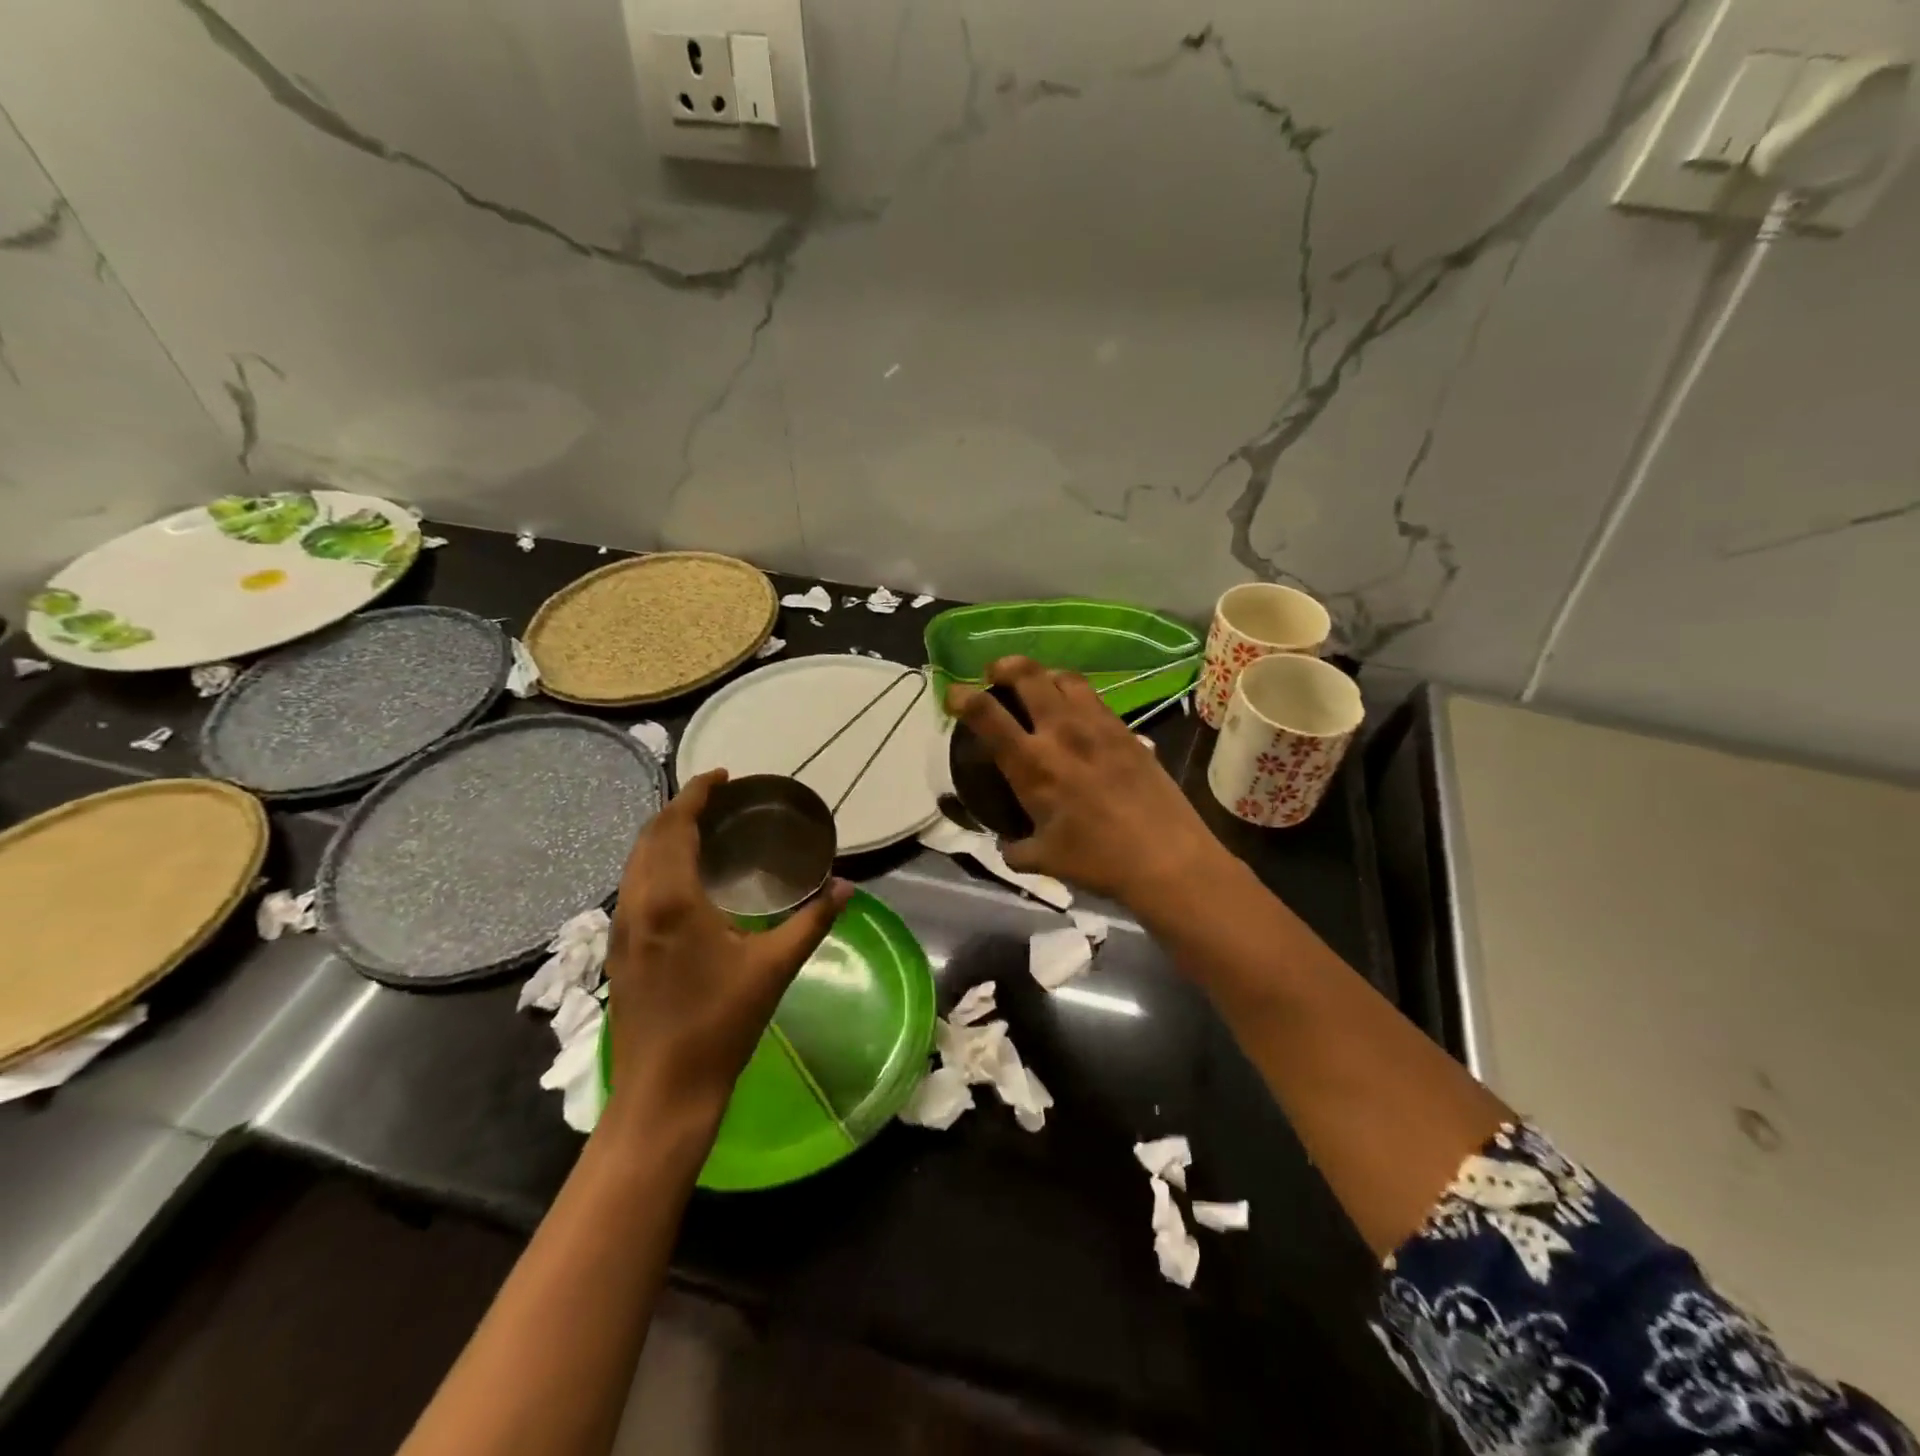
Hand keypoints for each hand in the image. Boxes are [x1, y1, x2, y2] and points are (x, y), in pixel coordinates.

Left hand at [604, 769, 848, 1122]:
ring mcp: (621, 929)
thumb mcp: (775, 967)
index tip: (722, 775)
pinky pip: (630, 886)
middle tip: (716, 798)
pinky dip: (652, 862)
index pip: (676, 826)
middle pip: (649, 836)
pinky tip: (680, 878)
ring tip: (699, 828)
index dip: (696, 794)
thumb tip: (845, 887)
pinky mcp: (618, 950)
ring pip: (633, 861)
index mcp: (673, 900)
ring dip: (661, 834)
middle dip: (678, 808)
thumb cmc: (722, 1024)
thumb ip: (812, 921)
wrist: (664, 1091)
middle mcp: (638, 904)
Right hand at [947, 657, 1227, 909]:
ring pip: (1067, 678)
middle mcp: (1062, 732)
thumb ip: (1016, 849)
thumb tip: (1008, 846)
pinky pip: (1096, 699)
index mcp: (1032, 763)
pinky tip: (1079, 717)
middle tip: (996, 673)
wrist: (1166, 857)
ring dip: (1045, 675)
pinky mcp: (1128, 731)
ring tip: (1039, 686)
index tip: (954, 694)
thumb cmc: (1098, 860)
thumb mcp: (1044, 859)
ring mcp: (1099, 726)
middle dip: (1005, 666)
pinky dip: (1077, 697)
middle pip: (1029, 675)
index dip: (963, 697)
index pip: (986, 714)